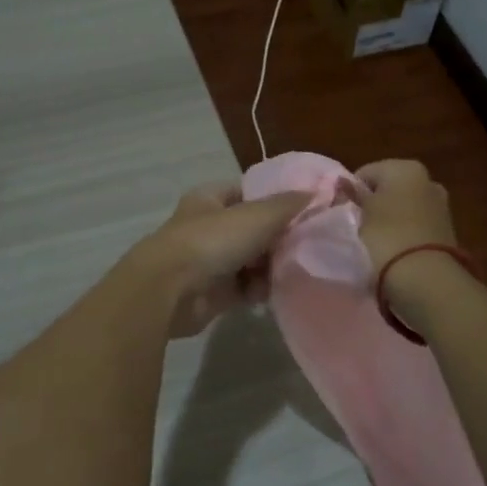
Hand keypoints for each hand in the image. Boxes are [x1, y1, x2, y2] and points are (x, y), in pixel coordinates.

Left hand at [129, 185, 307, 338]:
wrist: (171, 291)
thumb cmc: (212, 241)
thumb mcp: (256, 215)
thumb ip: (287, 205)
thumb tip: (315, 192)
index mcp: (211, 198)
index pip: (248, 192)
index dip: (275, 198)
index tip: (306, 209)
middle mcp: (209, 227)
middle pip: (253, 228)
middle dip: (279, 237)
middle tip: (308, 243)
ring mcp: (210, 261)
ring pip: (252, 260)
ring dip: (272, 266)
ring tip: (296, 268)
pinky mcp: (215, 293)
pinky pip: (246, 288)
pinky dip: (260, 290)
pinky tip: (277, 291)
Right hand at [351, 159, 457, 276]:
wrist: (426, 279)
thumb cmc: (385, 237)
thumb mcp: (359, 215)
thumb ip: (352, 196)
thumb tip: (345, 185)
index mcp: (404, 168)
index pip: (364, 174)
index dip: (351, 193)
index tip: (343, 214)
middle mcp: (427, 180)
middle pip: (387, 189)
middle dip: (373, 205)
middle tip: (358, 228)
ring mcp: (440, 205)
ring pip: (402, 208)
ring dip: (389, 221)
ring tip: (375, 244)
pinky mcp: (446, 230)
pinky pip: (415, 226)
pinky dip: (404, 234)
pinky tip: (394, 251)